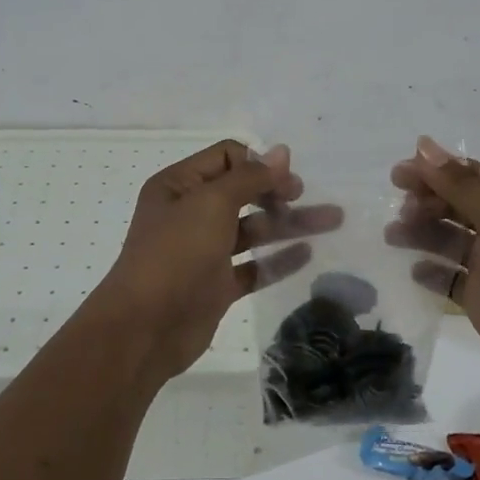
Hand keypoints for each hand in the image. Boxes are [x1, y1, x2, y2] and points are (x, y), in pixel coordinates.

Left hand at [95, 141, 343, 384]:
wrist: (145, 327)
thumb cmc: (175, 253)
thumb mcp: (211, 203)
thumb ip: (249, 177)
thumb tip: (281, 152)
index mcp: (179, 185)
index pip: (226, 158)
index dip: (257, 163)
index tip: (286, 178)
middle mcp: (190, 213)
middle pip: (242, 192)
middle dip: (277, 191)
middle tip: (303, 195)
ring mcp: (204, 251)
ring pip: (253, 229)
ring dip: (289, 223)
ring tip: (334, 220)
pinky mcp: (216, 285)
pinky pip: (253, 266)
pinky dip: (278, 259)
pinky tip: (308, 254)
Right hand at [387, 136, 479, 391]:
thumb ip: (461, 186)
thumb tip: (422, 145)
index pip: (470, 175)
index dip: (434, 171)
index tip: (398, 174)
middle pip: (454, 204)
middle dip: (425, 202)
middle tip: (401, 210)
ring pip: (446, 237)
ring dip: (420, 232)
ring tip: (394, 236)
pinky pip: (447, 276)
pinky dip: (429, 271)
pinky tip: (415, 270)